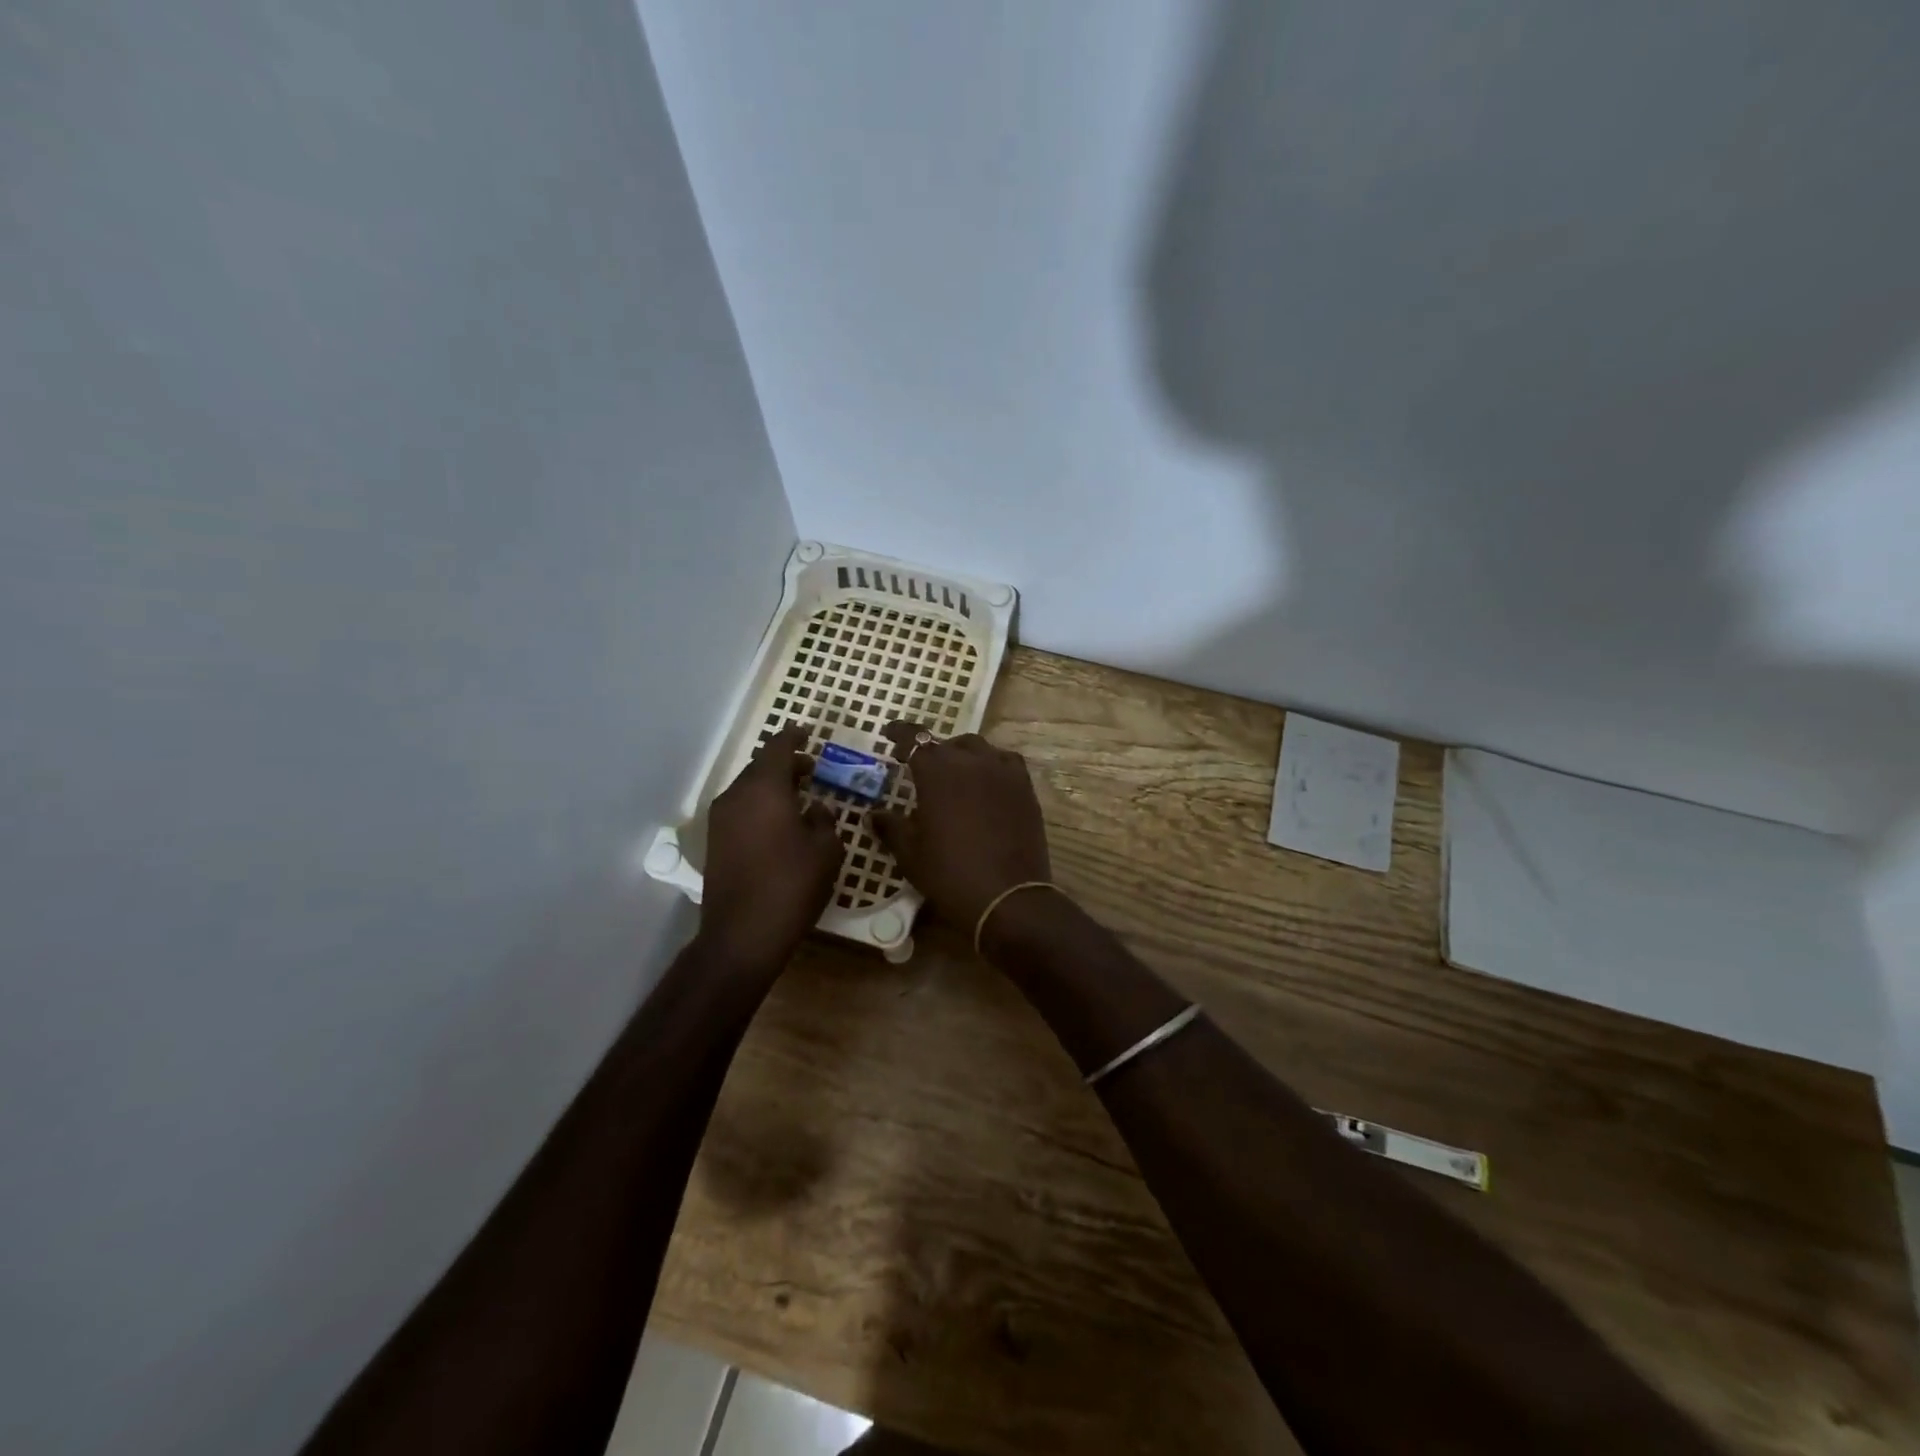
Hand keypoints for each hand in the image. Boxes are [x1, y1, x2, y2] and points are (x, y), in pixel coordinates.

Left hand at [698, 725, 844, 972]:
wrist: (742, 934)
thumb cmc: (792, 885)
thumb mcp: (827, 849)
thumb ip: (824, 819)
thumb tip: (815, 808)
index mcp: (764, 788)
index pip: (778, 747)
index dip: (794, 737)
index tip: (808, 734)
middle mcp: (736, 796)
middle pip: (760, 767)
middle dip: (785, 765)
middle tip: (811, 770)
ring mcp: (720, 820)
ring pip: (749, 789)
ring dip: (772, 787)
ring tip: (798, 798)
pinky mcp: (714, 842)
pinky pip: (741, 809)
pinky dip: (760, 806)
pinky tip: (779, 824)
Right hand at [872, 723, 1051, 928]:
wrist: (1007, 897)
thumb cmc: (950, 873)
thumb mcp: (910, 853)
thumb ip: (891, 827)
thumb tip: (874, 814)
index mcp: (938, 771)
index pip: (914, 739)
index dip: (900, 734)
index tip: (889, 735)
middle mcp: (972, 761)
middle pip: (948, 744)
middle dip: (933, 751)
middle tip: (923, 767)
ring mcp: (1003, 772)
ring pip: (980, 749)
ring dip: (963, 755)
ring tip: (956, 773)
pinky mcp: (1025, 788)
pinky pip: (1006, 763)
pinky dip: (992, 766)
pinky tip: (987, 783)